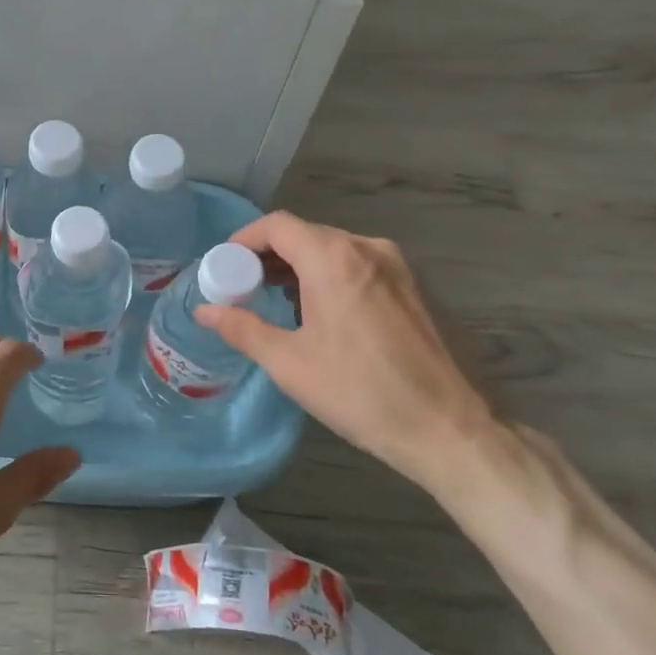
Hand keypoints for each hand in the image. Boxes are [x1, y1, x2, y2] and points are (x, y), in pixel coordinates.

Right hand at [194, 211, 504, 501]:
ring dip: (300, 267)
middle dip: (269, 255)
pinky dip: (331, 276)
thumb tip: (203, 310)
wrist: (452, 429)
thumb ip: (241, 328)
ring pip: (335, 250)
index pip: (277, 225)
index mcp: (334, 258)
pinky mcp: (416, 288)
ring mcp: (399, 266)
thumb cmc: (361, 393)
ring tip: (277, 302)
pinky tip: (322, 314)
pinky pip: (361, 266)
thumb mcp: (289, 364)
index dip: (243, 239)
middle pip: (306, 234)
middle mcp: (368, 248)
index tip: (224, 267)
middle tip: (243, 287)